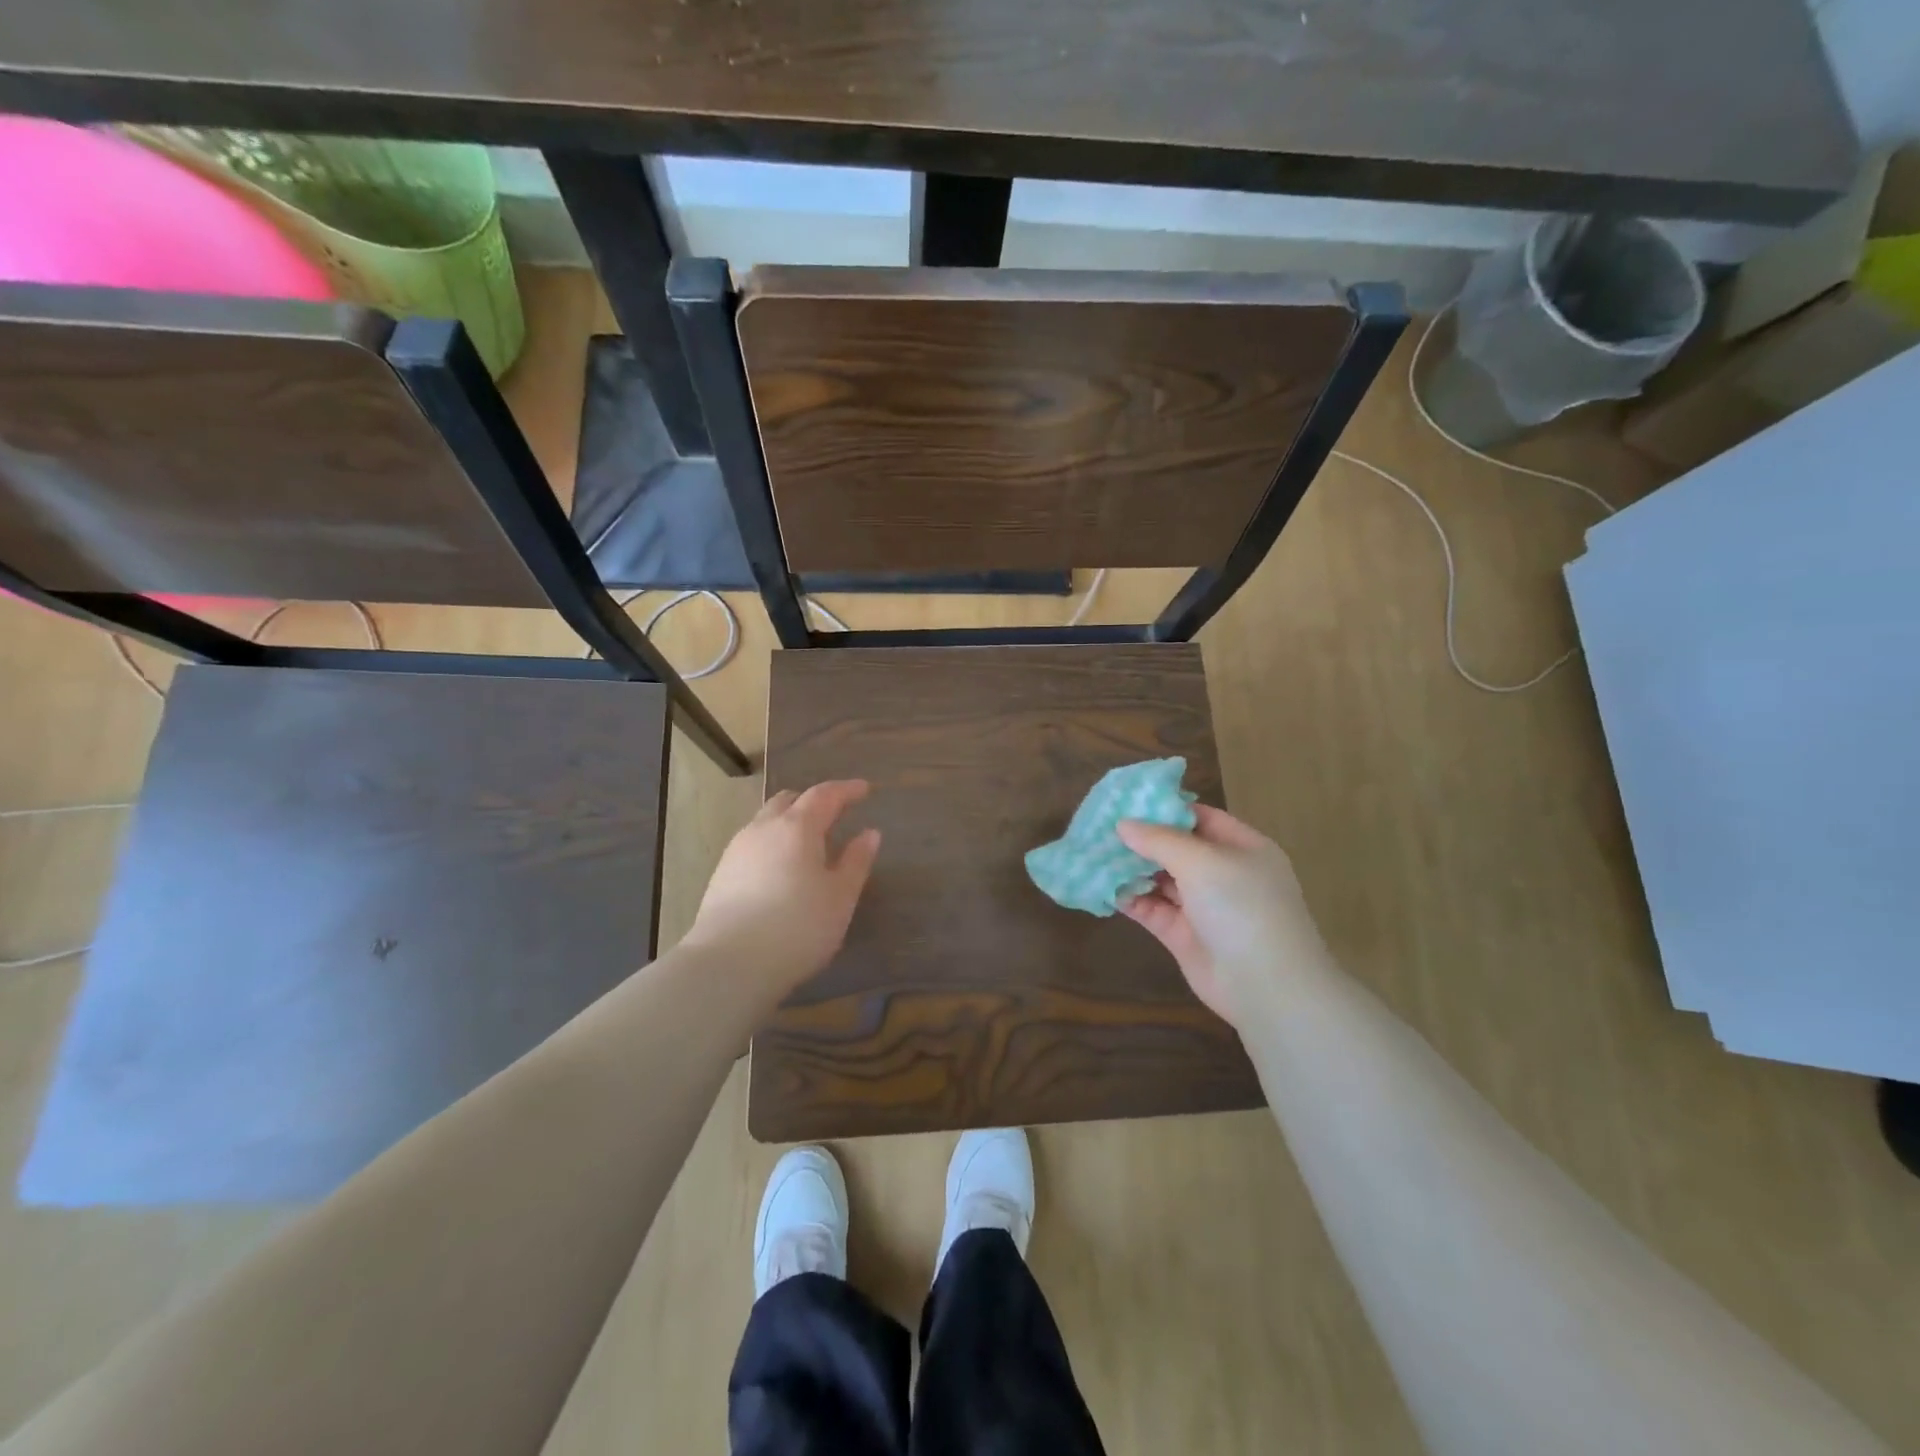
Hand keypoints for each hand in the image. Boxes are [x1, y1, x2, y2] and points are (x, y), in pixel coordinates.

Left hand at [682, 780, 881, 998]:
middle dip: (813, 802)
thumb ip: (857, 861)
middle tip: (835, 815)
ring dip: (789, 823)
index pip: (825, 795)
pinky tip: (781, 869)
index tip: (864, 789)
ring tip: (808, 845)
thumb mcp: (840, 897)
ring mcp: (737, 850)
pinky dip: (773, 844)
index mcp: (797, 827)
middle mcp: (763, 828)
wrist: (729, 965)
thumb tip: (869, 833)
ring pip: (766, 821)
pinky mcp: (721, 874)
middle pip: (789, 801)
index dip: (847, 790)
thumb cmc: (798, 927)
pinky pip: (753, 844)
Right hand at [1116, 807, 1331, 1028]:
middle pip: (1177, 848)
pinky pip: (1153, 909)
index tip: (1126, 801)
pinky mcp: (1184, 936)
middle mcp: (1224, 874)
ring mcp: (1204, 906)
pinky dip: (1130, 898)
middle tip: (1100, 827)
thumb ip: (1159, 840)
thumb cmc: (1241, 907)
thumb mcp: (1201, 861)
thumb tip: (1123, 825)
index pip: (1201, 817)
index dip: (1165, 808)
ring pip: (1162, 879)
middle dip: (1141, 839)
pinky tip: (1102, 887)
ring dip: (1131, 868)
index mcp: (1242, 848)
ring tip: (1094, 853)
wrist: (1266, 986)